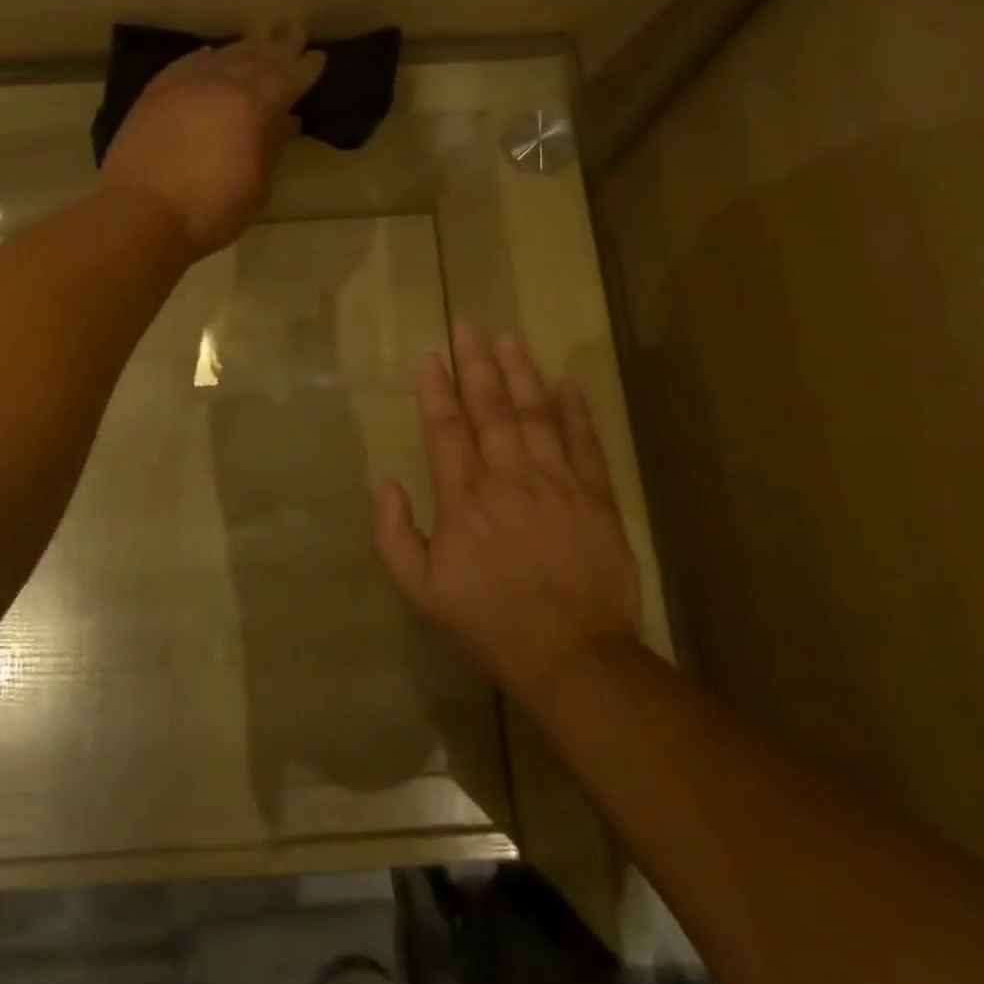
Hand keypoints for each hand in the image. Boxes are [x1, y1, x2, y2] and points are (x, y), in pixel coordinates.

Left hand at [100, 22, 325, 258]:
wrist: (140, 214)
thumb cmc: (209, 211)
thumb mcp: (255, 187)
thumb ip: (272, 148)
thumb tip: (286, 121)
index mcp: (253, 105)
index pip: (287, 78)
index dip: (305, 68)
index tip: (318, 56)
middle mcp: (221, 83)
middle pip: (256, 56)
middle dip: (279, 45)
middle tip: (296, 30)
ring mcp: (184, 84)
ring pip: (222, 56)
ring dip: (245, 48)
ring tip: (260, 39)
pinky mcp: (155, 93)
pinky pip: (187, 64)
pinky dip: (205, 58)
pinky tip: (210, 55)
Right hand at [373, 322, 643, 710]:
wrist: (572, 656)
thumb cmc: (488, 622)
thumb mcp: (420, 590)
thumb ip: (393, 534)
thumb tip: (385, 483)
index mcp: (464, 499)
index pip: (446, 429)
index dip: (436, 390)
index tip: (430, 357)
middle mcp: (509, 479)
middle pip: (491, 409)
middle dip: (476, 365)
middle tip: (468, 327)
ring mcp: (558, 483)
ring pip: (537, 415)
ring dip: (521, 374)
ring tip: (509, 340)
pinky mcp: (597, 497)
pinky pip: (585, 443)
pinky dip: (575, 411)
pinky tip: (566, 383)